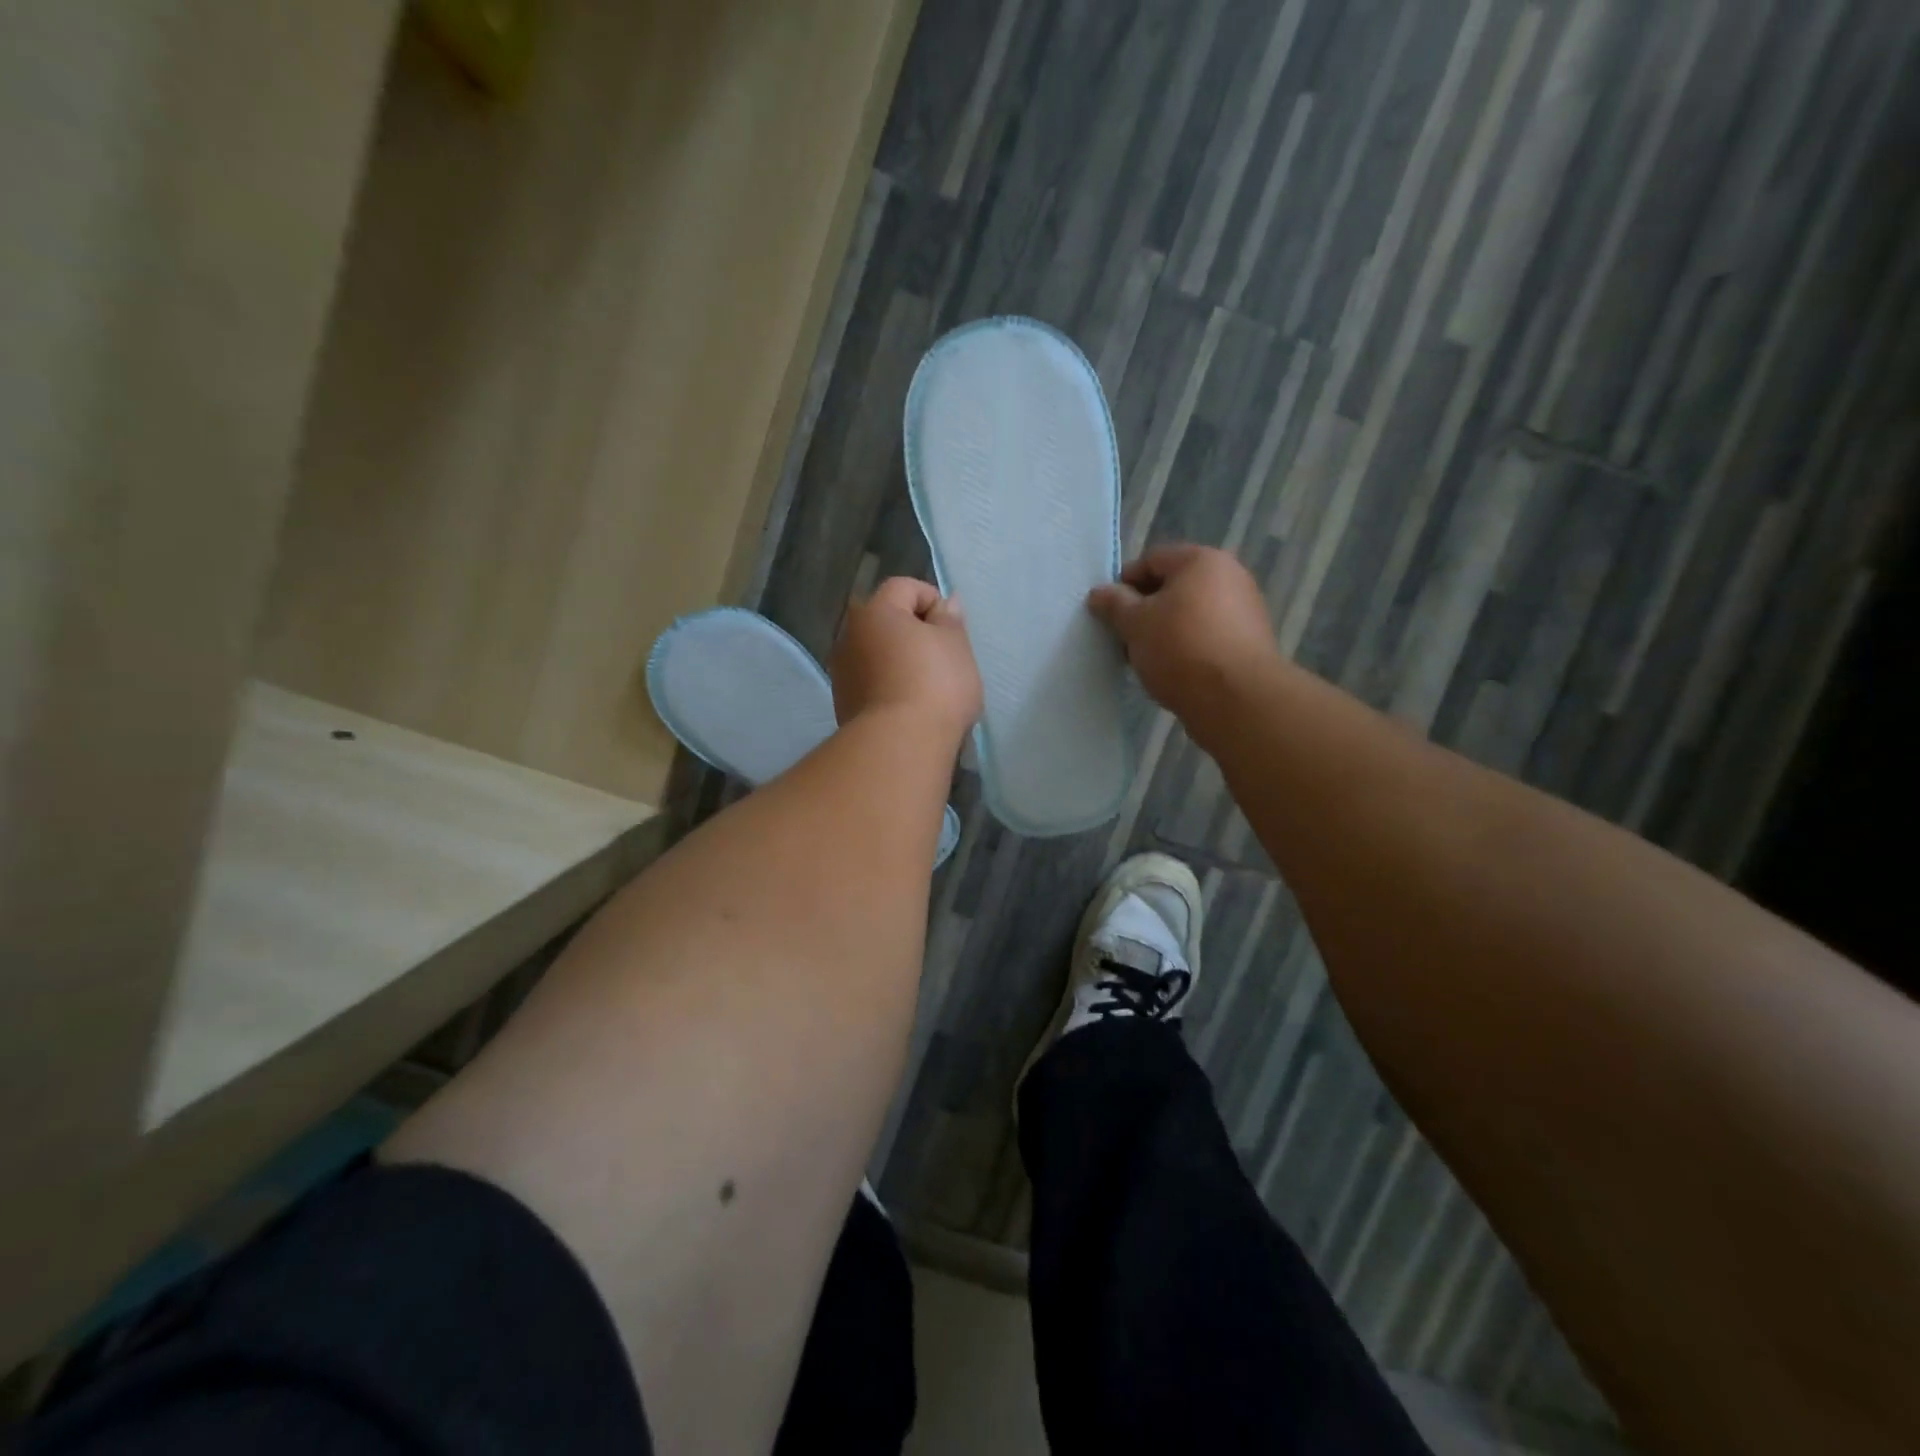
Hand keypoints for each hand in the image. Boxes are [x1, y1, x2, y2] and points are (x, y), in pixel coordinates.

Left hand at [831, 577, 982, 741]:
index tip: (951, 630)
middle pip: (886, 621)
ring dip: (900, 662)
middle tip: (944, 658)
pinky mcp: (842, 704)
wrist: (900, 745)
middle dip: (914, 633)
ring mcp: (842, 672)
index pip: (904, 587)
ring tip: (929, 688)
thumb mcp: (956, 646)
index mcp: (875, 611)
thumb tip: (945, 603)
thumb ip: (950, 620)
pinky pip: (871, 683)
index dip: (932, 600)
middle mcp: (849, 635)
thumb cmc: (935, 685)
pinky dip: (890, 687)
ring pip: (877, 654)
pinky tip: (911, 708)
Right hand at [1087, 544, 1277, 717]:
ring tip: (1145, 659)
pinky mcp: (1249, 641)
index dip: (1124, 583)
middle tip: (1124, 638)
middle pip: (1173, 586)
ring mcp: (1244, 609)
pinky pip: (1207, 635)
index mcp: (1201, 561)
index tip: (1108, 612)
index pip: (1152, 559)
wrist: (1237, 699)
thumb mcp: (1135, 624)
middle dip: (1144, 610)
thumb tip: (1099, 593)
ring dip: (1163, 631)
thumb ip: (1114, 604)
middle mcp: (1230, 576)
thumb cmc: (1180, 649)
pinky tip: (1172, 671)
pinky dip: (1186, 647)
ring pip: (1189, 613)